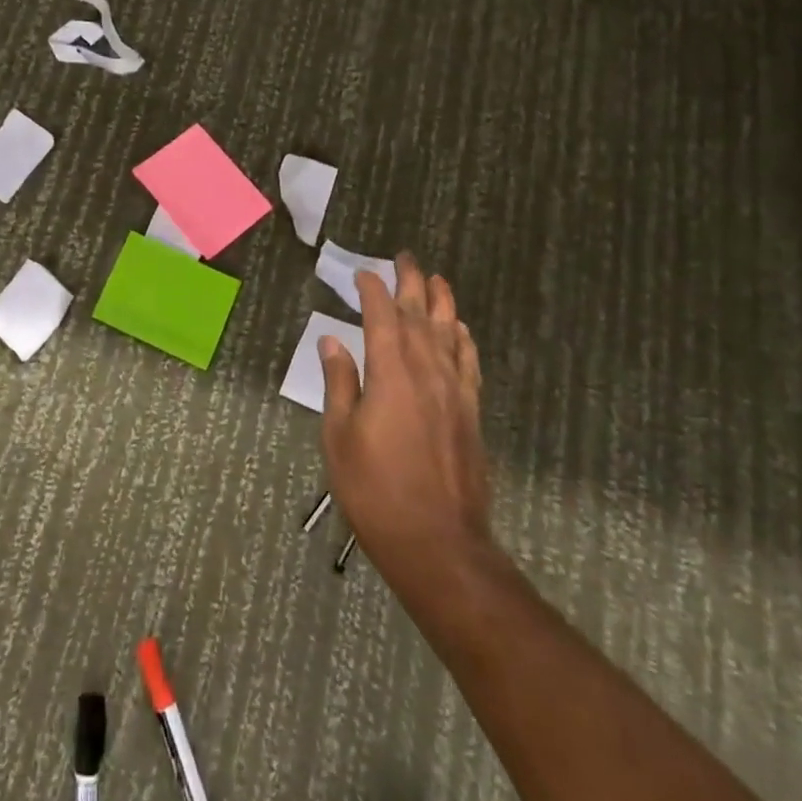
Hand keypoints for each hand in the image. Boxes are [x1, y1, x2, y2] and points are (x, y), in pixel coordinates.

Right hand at [318, 253, 497, 589]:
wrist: (438, 543)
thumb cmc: (375, 489)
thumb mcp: (339, 436)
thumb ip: (339, 383)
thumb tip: (331, 340)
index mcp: (391, 373)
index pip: (382, 317)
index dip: (373, 290)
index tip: (363, 273)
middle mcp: (427, 372)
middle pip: (421, 316)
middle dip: (412, 283)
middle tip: (406, 257)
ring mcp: (454, 393)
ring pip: (449, 334)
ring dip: (442, 303)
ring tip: (437, 279)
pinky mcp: (470, 414)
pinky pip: (469, 364)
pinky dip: (464, 341)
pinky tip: (461, 331)